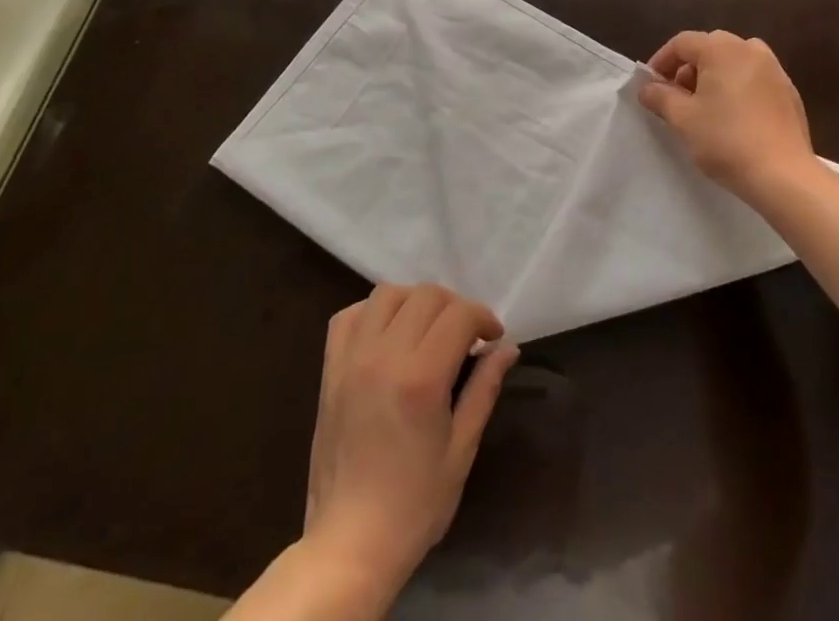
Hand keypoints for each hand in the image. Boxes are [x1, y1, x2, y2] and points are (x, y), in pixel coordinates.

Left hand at [303, 284, 519, 601]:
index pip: (460, 315)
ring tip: (427, 329)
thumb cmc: (414, 505)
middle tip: (467, 336)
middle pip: (426, 295)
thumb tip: (508, 348)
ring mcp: (353, 359)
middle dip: (455, 307)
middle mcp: (385, 355)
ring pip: (388, 294)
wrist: (349, 544)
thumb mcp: (461, 450)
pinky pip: (349, 315)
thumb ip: (483, 389)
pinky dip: (372, 312)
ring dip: (415, 301)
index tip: (493, 337)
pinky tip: (387, 333)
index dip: (483, 317)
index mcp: (422, 378)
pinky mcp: (330, 369)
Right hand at [637, 30, 815, 199]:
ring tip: (705, 107)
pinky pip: (755, 79)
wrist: (784, 175)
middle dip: (688, 68)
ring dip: (714, 76)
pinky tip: (734, 118)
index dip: (661, 61)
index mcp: (722, 49)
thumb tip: (647, 87)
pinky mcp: (789, 92)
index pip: (682, 42)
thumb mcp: (683, 119)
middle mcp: (750, 49)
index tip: (651, 86)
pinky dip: (738, 88)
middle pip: (710, 47)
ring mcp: (774, 69)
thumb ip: (660, 97)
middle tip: (677, 97)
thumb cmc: (726, 140)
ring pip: (734, 61)